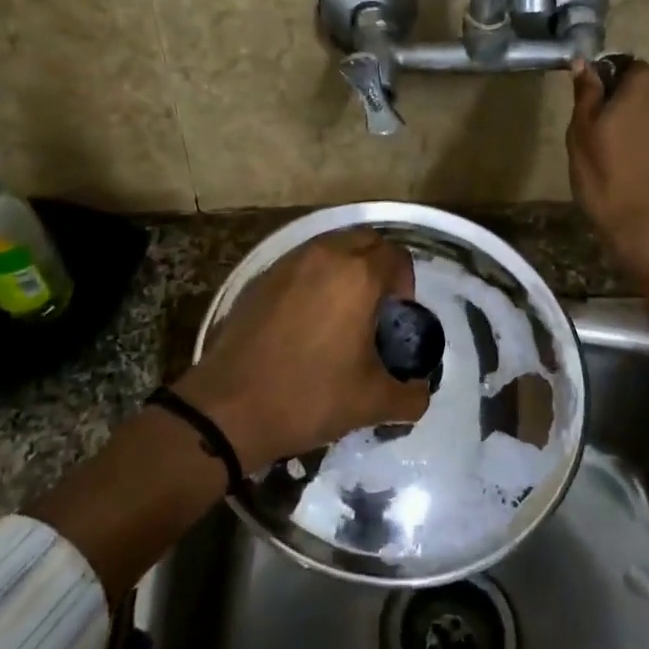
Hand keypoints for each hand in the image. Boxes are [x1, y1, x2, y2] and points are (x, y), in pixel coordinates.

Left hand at [179, 229, 431, 473]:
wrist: (229, 407)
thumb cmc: (309, 397)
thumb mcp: (372, 403)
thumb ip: (410, 395)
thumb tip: (419, 392)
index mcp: (358, 275)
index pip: (397, 256)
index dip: (405, 284)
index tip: (397, 317)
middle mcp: (325, 255)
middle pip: (366, 240)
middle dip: (379, 266)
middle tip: (376, 308)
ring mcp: (288, 263)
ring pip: (331, 246)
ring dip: (346, 267)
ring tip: (342, 311)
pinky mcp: (261, 277)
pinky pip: (301, 262)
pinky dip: (314, 276)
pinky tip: (307, 318)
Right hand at [567, 59, 648, 290]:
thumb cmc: (610, 178)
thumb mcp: (582, 134)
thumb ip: (587, 94)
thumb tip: (584, 63)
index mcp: (648, 83)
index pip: (623, 66)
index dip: (605, 86)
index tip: (591, 113)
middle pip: (646, 90)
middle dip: (627, 106)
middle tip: (604, 137)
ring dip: (645, 127)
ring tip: (623, 158)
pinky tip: (643, 171)